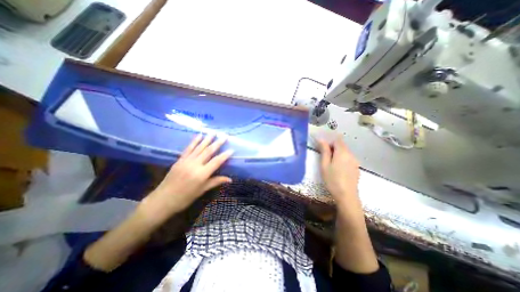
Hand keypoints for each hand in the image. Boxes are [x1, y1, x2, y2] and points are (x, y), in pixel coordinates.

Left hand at [142, 134, 231, 223]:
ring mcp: (186, 161)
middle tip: (225, 136)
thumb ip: (216, 181)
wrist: (163, 200)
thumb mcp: (202, 190)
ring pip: (199, 147)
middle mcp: (195, 164)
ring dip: (207, 139)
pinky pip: (188, 148)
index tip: (232, 149)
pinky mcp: (180, 159)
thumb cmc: (185, 198)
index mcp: (202, 174)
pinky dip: (194, 141)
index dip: (225, 155)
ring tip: (213, 132)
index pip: (216, 161)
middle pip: (208, 151)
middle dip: (218, 143)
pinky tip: (199, 135)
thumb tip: (230, 179)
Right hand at [320, 138, 360, 204]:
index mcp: (342, 152)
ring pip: (345, 152)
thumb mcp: (324, 165)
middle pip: (342, 146)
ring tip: (330, 164)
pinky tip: (338, 169)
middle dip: (333, 148)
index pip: (337, 140)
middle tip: (324, 157)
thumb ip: (324, 151)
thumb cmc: (332, 179)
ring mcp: (355, 161)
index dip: (330, 141)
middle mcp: (351, 154)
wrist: (347, 196)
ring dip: (337, 154)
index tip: (323, 147)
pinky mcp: (356, 168)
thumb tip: (321, 140)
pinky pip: (348, 159)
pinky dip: (342, 159)